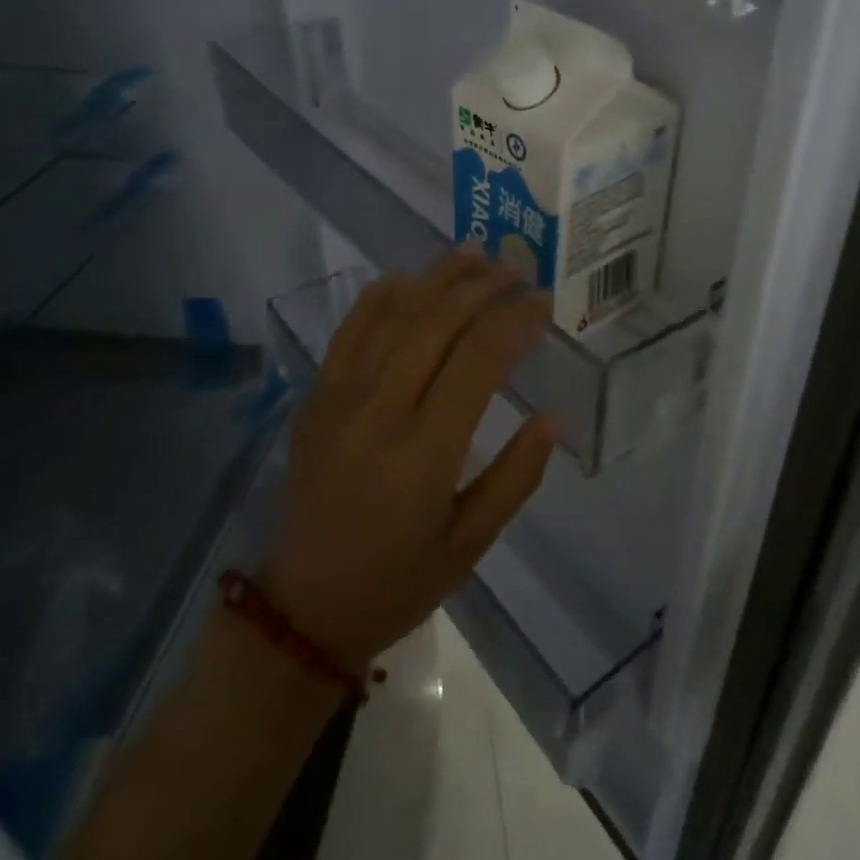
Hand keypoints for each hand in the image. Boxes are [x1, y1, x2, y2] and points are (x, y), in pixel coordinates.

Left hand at [261, 246, 558, 671]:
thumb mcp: (472, 543)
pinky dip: (377, 298)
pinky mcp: (316, 399)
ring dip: (434, 279)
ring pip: (392, 317)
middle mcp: (380, 413)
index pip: (479, 361)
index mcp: (425, 453)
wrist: (307, 606)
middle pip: (435, 324)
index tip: (542, 301)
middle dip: (480, 287)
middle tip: (514, 268)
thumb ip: (516, 476)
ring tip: (471, 254)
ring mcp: (340, 400)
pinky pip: (347, 333)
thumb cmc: (400, 580)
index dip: (515, 321)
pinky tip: (404, 276)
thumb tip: (553, 417)